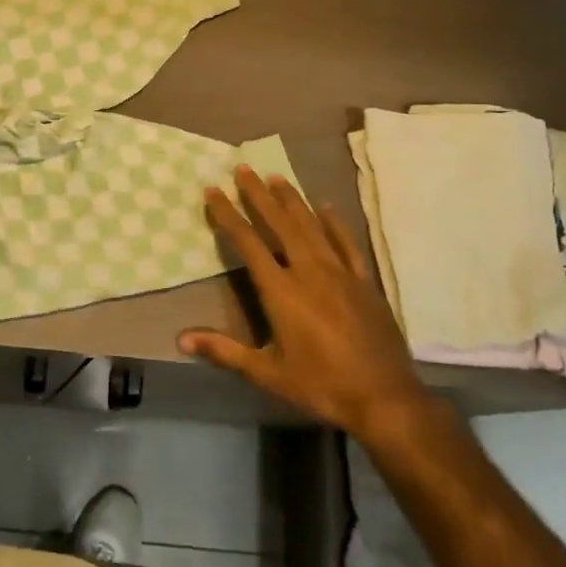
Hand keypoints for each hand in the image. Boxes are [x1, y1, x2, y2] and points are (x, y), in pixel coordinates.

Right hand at [181, 167, 432, 442]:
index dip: (228, 215)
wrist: (384, 397)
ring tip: (276, 177)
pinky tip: (326, 207)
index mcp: (282, 291)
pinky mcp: (364, 282)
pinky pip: (347, 243)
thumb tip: (181, 339)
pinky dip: (335, 223)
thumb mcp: (266, 372)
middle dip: (259, 195)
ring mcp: (341, 273)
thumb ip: (224, 351)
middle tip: (244, 169)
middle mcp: (309, 271)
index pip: (248, 243)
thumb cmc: (320, 385)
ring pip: (312, 226)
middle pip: (281, 224)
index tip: (214, 191)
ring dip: (293, 200)